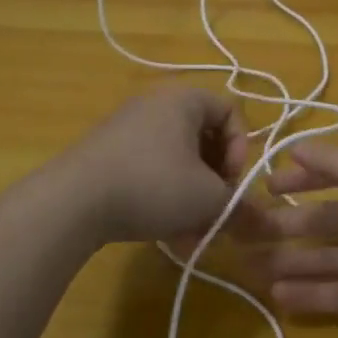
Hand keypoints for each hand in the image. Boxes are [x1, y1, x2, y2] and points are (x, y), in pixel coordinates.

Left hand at [61, 86, 250, 243]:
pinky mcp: (106, 155)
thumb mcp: (208, 200)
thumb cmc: (153, 185)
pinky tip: (167, 237)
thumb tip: (265, 225)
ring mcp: (127, 129)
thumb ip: (240, 209)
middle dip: (215, 182)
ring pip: (176, 163)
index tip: (230, 182)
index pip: (231, 113)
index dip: (241, 149)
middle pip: (203, 140)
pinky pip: (149, 171)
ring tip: (191, 235)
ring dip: (191, 198)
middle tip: (215, 213)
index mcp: (184, 100)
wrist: (72, 202)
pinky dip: (164, 199)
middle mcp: (155, 105)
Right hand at [252, 142, 337, 337]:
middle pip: (329, 220)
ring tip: (251, 267)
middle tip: (246, 234)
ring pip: (329, 259)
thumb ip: (337, 164)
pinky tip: (278, 296)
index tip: (265, 187)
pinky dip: (310, 295)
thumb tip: (296, 146)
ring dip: (292, 261)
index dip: (303, 179)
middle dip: (289, 226)